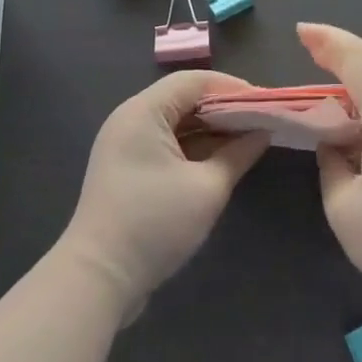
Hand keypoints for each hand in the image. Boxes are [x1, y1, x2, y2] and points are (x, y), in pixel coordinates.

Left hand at [61, 70, 268, 317]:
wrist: (97, 280)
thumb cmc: (154, 224)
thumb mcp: (207, 189)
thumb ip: (238, 154)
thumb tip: (263, 132)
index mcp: (144, 111)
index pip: (194, 81)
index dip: (232, 87)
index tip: (264, 101)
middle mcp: (131, 118)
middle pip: (183, 98)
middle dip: (223, 108)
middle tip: (260, 120)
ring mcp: (125, 145)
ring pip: (175, 122)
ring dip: (210, 129)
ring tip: (247, 138)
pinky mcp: (126, 169)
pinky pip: (165, 143)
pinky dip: (193, 147)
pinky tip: (221, 159)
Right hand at [305, 23, 361, 313]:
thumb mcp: (344, 207)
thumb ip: (330, 167)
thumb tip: (332, 149)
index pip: (357, 59)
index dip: (327, 40)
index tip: (300, 31)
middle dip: (336, 54)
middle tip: (305, 48)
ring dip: (347, 86)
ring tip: (317, 93)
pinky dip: (359, 112)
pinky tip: (346, 131)